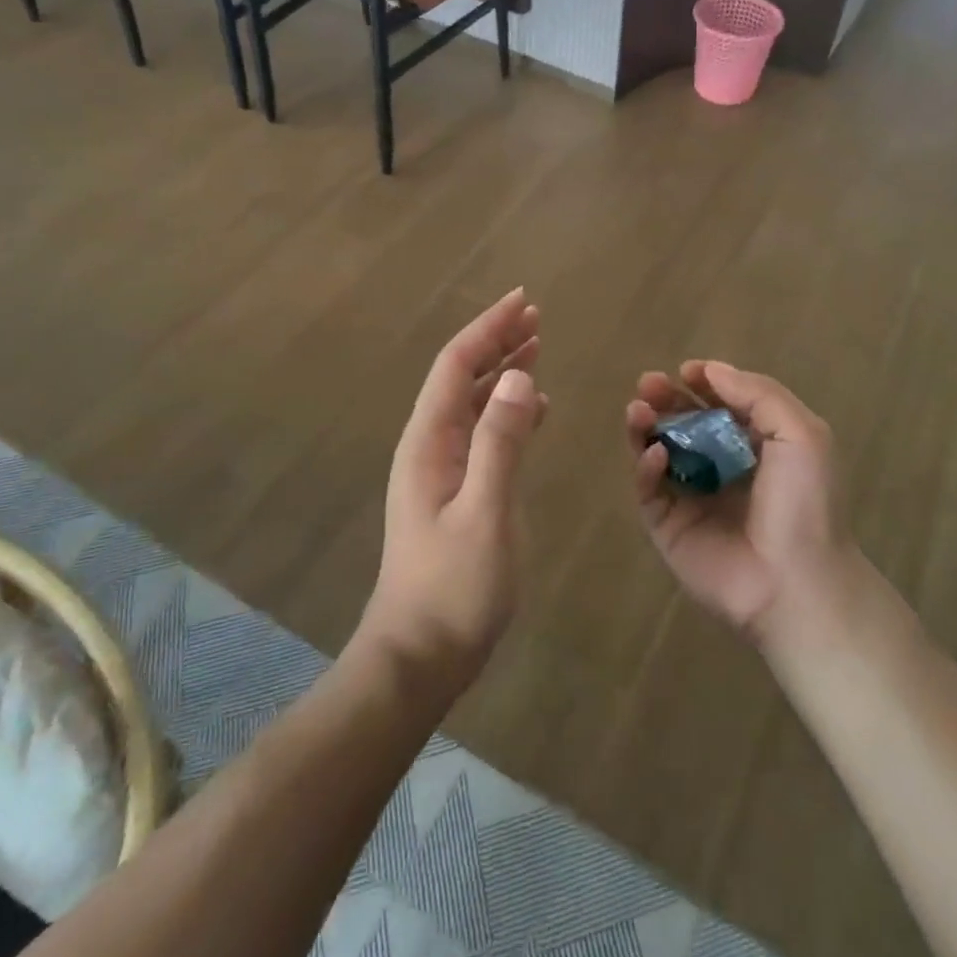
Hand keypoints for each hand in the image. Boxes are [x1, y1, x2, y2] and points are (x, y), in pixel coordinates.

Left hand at [360, 289, 546, 699]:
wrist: (420, 655)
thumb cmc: (453, 586)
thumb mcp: (485, 511)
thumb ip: (501, 442)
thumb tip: (521, 376)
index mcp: (429, 442)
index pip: (457, 366)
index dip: (489, 329)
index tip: (523, 301)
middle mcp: (430, 445)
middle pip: (462, 377)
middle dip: (496, 341)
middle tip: (536, 316)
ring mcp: (441, 470)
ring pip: (473, 402)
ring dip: (503, 372)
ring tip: (537, 347)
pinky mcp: (456, 492)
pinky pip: (483, 433)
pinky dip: (508, 410)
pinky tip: (534, 408)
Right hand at [626, 362, 853, 646]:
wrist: (795, 582)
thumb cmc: (805, 503)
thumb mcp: (800, 434)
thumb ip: (758, 394)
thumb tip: (712, 370)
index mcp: (757, 447)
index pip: (721, 406)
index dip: (703, 385)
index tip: (685, 371)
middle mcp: (723, 469)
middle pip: (685, 425)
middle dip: (666, 400)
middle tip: (648, 383)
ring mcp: (693, 499)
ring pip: (659, 453)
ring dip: (646, 427)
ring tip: (638, 409)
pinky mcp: (670, 528)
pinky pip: (650, 491)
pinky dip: (646, 468)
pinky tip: (655, 454)